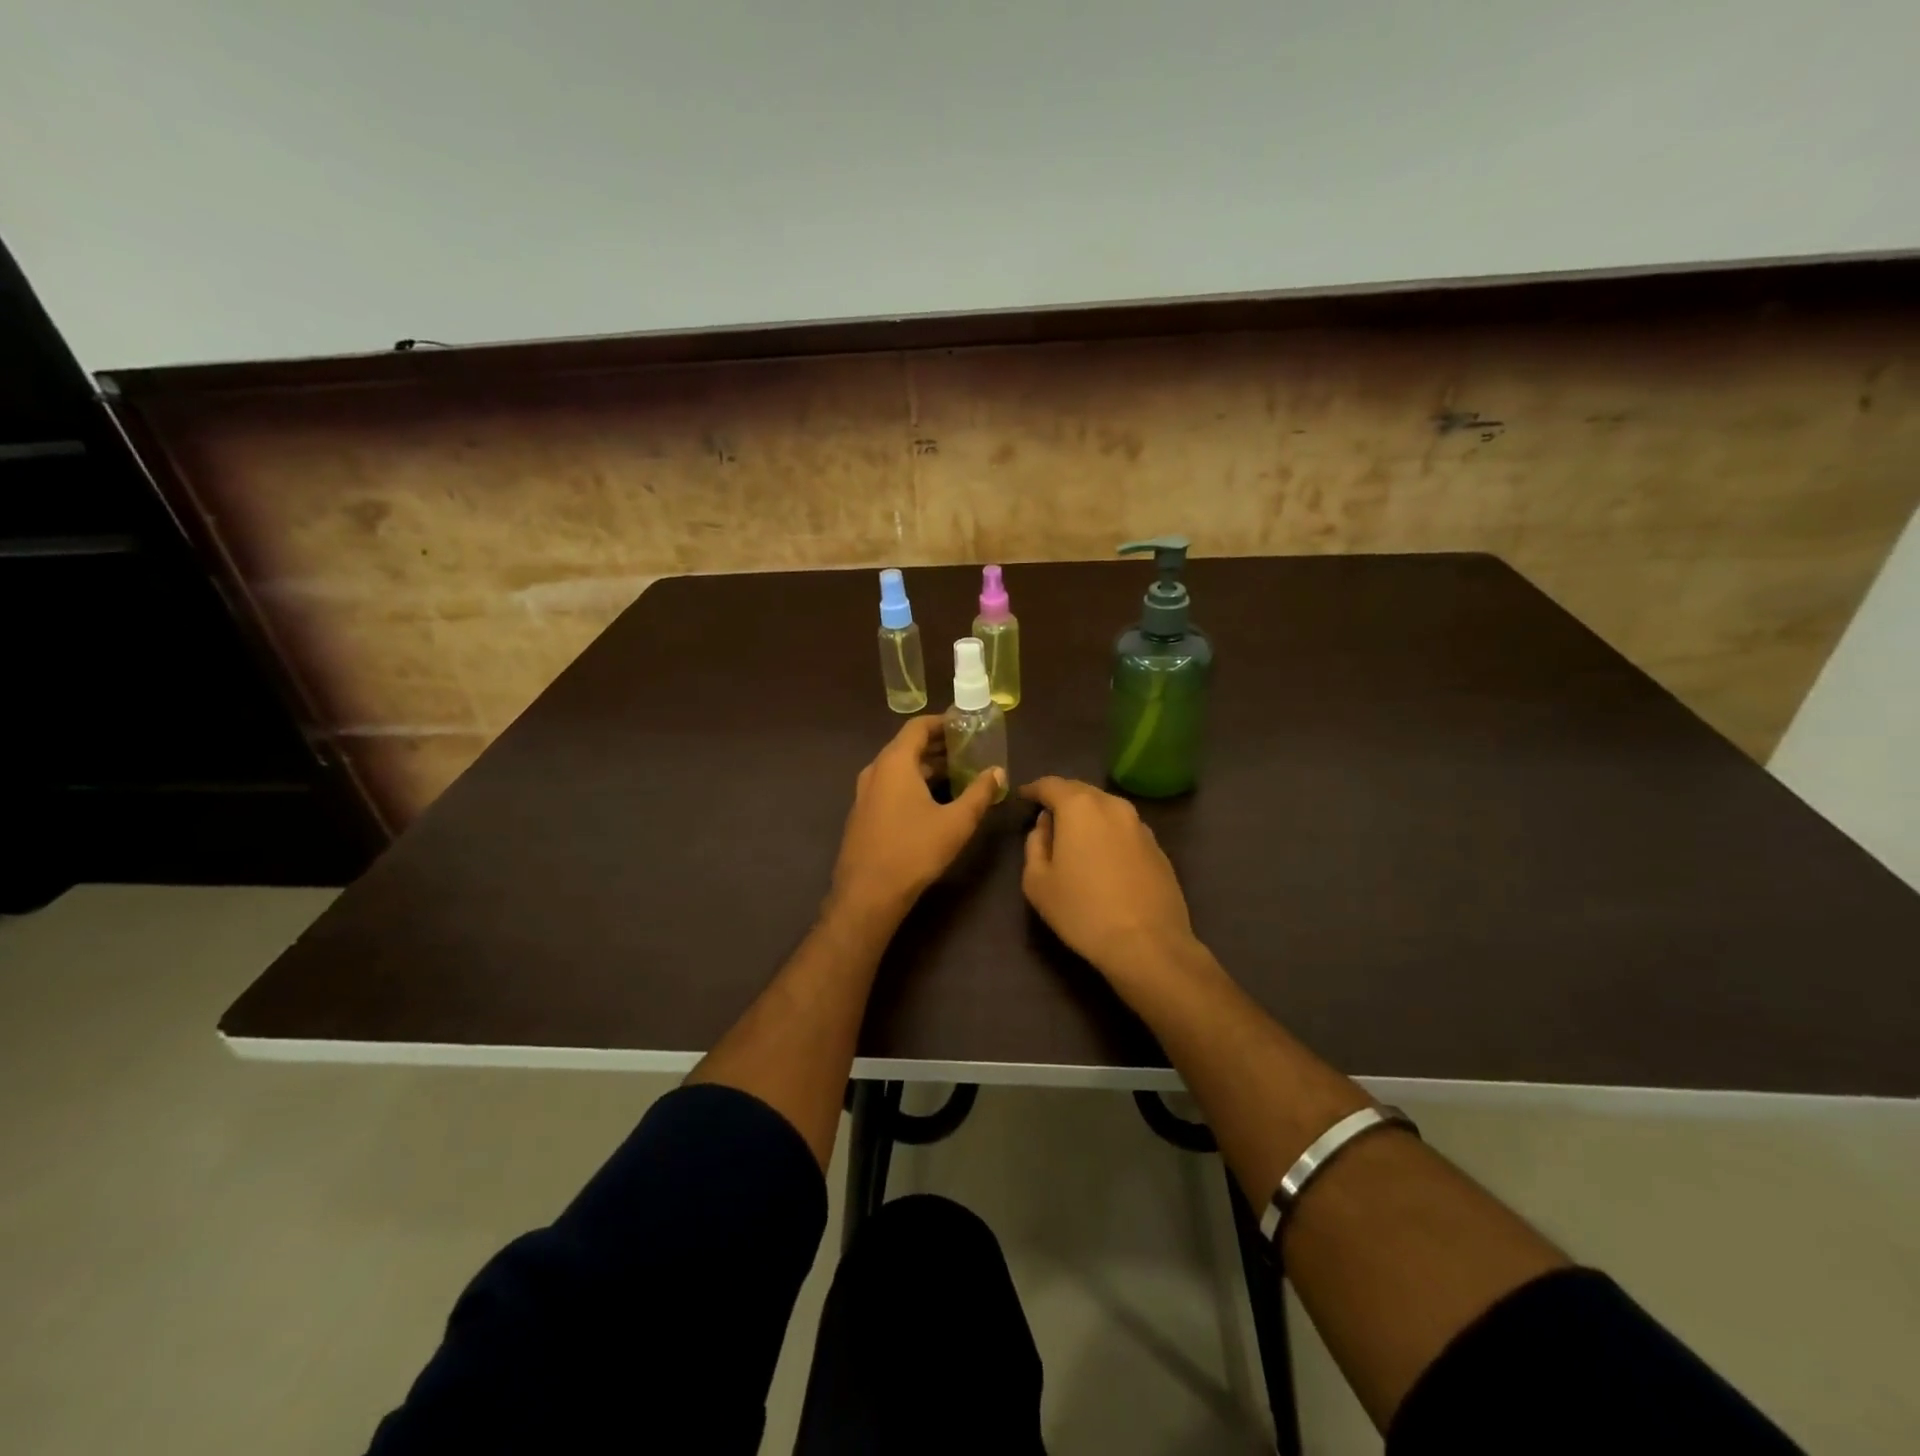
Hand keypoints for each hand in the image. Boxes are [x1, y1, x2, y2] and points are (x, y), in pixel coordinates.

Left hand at [829, 716, 1003, 921]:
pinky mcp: (863, 814)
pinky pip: (890, 786)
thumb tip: (998, 772)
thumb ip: (980, 793)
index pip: (918, 726)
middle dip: (939, 746)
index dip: (943, 722)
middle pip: (908, 746)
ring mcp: (865, 793)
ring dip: (927, 767)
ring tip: (958, 774)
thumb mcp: (956, 822)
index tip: (967, 726)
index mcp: (895, 763)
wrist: (868, 894)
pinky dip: (912, 783)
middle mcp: (875, 770)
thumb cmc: (914, 851)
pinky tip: (933, 801)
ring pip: (899, 768)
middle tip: (969, 751)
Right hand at [1019, 777, 1202, 986]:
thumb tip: (1045, 825)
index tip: (1022, 797)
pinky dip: (1109, 833)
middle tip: (1046, 815)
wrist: (1147, 944)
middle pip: (1081, 791)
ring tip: (1074, 836)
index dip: (1033, 789)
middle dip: (1061, 798)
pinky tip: (1103, 857)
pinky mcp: (1158, 848)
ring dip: (1087, 815)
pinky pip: (1125, 829)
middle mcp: (1113, 806)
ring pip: (1106, 808)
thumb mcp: (1037, 882)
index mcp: (1079, 807)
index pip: (1051, 784)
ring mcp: (1140, 825)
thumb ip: (1035, 844)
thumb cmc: (1082, 911)